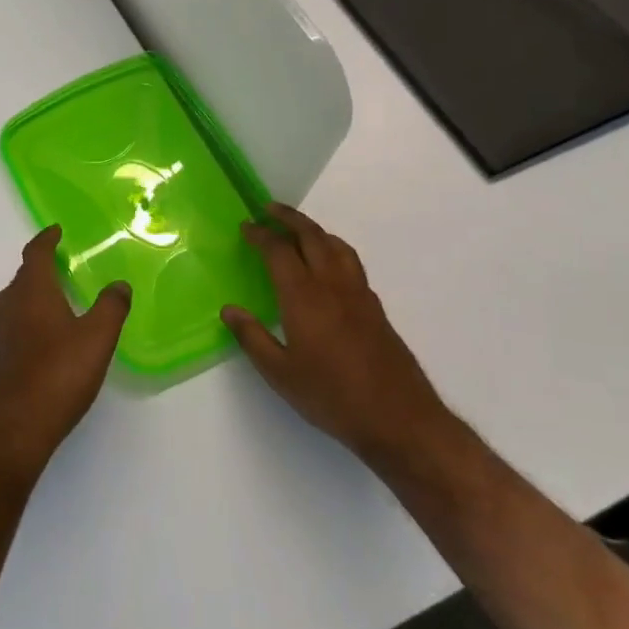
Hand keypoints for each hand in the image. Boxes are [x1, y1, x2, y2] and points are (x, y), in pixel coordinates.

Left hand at [0, 227, 129, 482]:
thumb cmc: (58, 373)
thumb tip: (120, 284)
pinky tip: (40, 341)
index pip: (35, 253)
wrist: (14, 427)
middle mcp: (8, 305)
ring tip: (54, 302)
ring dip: (32, 297)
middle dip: (40, 269)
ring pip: (14, 304)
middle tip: (61, 267)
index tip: (56, 231)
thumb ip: (111, 307)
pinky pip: (11, 329)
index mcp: (31, 291)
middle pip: (23, 277)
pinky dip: (26, 324)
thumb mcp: (97, 338)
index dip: (46, 240)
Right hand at [222, 204, 450, 466]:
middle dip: (289, 219)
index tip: (245, 226)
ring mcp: (359, 294)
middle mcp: (332, 285)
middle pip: (312, 236)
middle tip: (269, 209)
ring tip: (299, 230)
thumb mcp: (280, 373)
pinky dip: (333, 249)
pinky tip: (328, 265)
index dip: (261, 235)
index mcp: (304, 296)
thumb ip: (252, 338)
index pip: (279, 251)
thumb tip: (229, 310)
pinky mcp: (375, 308)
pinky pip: (351, 262)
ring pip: (336, 246)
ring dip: (315, 230)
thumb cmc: (332, 396)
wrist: (400, 419)